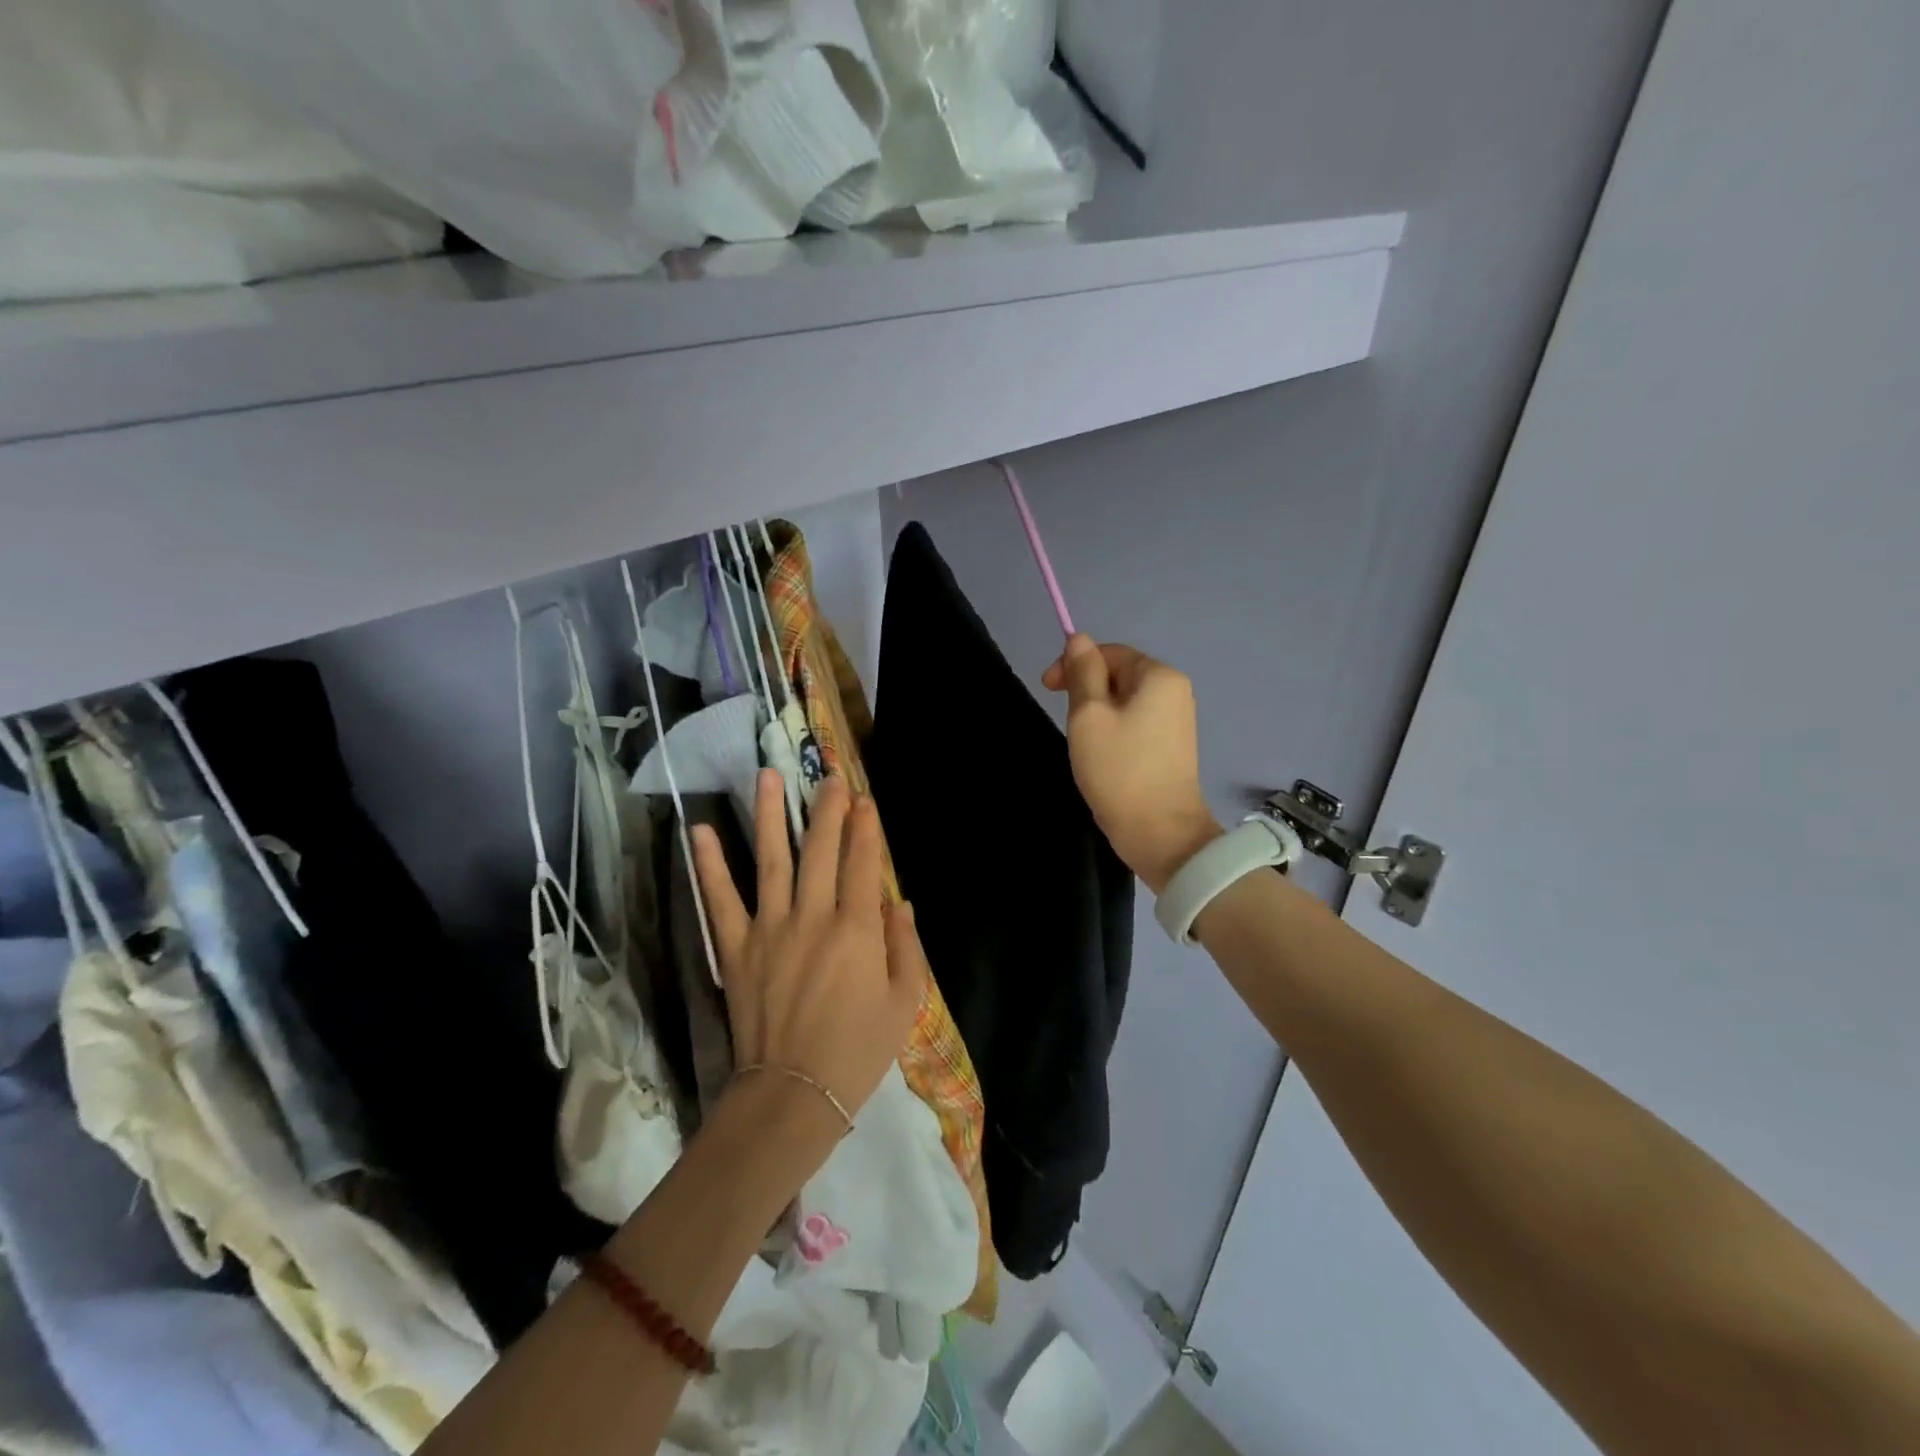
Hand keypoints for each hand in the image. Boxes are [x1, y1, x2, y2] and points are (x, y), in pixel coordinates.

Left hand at [691, 771, 925, 1143]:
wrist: (792, 1094)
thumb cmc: (856, 1051)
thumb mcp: (904, 1004)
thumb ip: (906, 948)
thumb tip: (898, 904)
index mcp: (857, 931)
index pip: (861, 863)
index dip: (865, 829)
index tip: (864, 801)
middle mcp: (812, 917)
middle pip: (819, 849)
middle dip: (826, 808)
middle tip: (828, 776)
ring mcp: (769, 928)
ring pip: (771, 859)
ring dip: (769, 815)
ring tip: (767, 776)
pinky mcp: (736, 947)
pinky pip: (719, 899)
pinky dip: (709, 865)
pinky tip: (700, 832)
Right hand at [1043, 634, 1222, 892]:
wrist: (1159, 832)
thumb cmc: (1119, 769)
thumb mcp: (1089, 715)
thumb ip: (1082, 672)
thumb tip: (1079, 639)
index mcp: (1159, 676)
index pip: (1109, 652)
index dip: (1074, 664)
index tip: (1046, 688)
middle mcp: (1174, 691)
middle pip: (1119, 675)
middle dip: (1086, 690)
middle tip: (1064, 720)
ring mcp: (1177, 721)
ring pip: (1124, 702)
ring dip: (1097, 713)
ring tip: (1081, 742)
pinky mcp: (1171, 748)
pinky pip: (1136, 724)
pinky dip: (1113, 731)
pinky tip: (1101, 755)